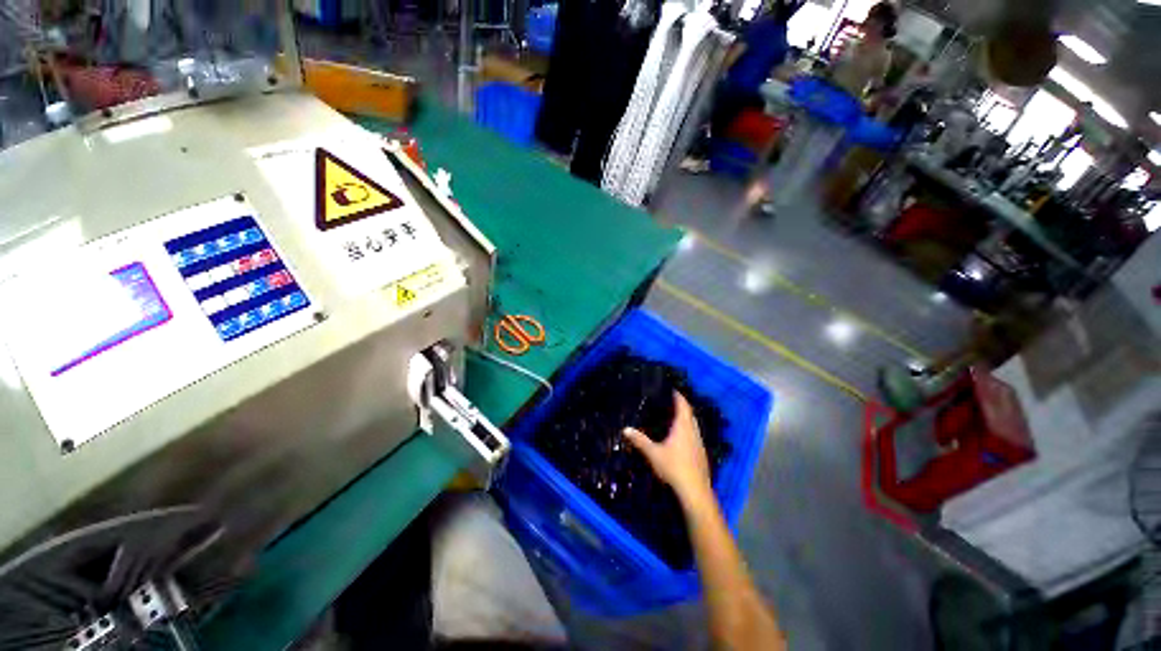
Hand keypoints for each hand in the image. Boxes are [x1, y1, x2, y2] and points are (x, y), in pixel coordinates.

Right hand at [624, 391, 713, 508]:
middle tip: (672, 402)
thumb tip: (625, 429)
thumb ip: (640, 441)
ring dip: (686, 419)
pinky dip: (688, 431)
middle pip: (690, 414)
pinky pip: (695, 435)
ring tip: (675, 417)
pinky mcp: (701, 454)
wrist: (695, 491)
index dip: (679, 397)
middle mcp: (693, 432)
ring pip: (694, 426)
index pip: (683, 406)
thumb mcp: (653, 453)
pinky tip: (681, 438)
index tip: (673, 390)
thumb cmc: (674, 467)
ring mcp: (699, 443)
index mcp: (683, 427)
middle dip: (682, 407)